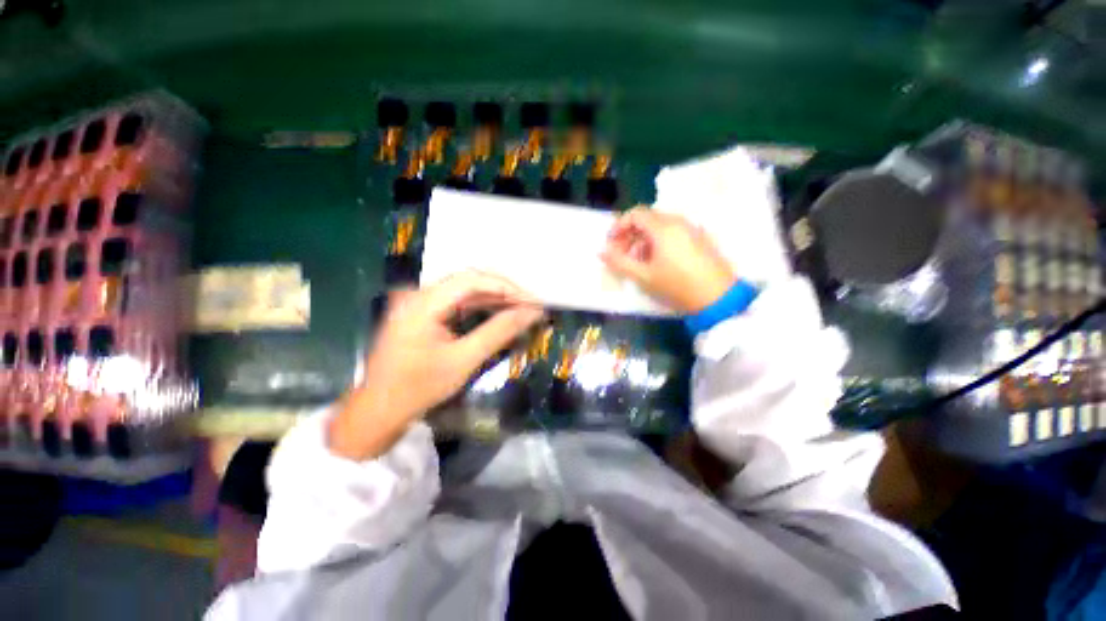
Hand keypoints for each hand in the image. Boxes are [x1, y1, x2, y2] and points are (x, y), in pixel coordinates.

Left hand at [330, 271, 543, 459]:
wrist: (379, 410)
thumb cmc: (419, 388)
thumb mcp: (464, 360)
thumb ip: (499, 332)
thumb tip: (532, 313)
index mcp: (423, 302)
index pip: (472, 279)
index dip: (506, 287)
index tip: (532, 302)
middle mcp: (420, 294)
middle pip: (470, 281)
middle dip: (504, 292)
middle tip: (531, 306)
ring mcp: (420, 302)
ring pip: (466, 291)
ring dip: (495, 299)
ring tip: (522, 309)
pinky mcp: (424, 313)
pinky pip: (459, 303)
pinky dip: (482, 307)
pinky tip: (500, 313)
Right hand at [601, 207, 736, 313]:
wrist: (718, 297)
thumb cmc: (677, 285)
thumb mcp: (643, 276)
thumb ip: (619, 262)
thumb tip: (601, 252)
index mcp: (663, 227)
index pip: (635, 214)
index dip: (618, 226)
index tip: (611, 242)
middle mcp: (678, 222)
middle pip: (647, 218)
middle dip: (629, 234)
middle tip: (621, 253)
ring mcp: (691, 229)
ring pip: (660, 226)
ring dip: (643, 239)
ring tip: (637, 261)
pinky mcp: (699, 238)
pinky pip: (672, 232)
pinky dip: (658, 242)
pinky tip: (656, 262)